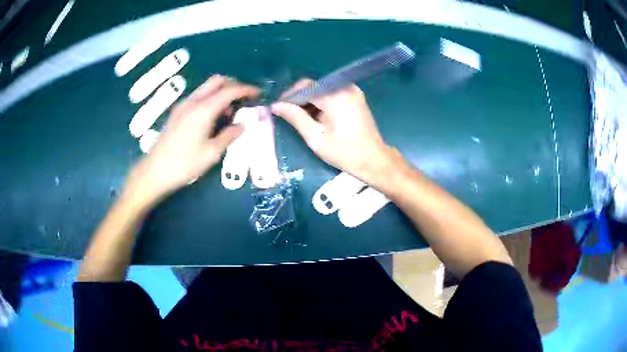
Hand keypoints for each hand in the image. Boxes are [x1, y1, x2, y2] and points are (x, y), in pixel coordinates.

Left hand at [124, 75, 258, 209]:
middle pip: (216, 81)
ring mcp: (183, 106)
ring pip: (206, 88)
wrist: (155, 171)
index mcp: (203, 110)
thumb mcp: (211, 153)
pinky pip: (198, 97)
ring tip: (230, 112)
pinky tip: (213, 117)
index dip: (246, 90)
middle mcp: (192, 102)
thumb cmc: (184, 164)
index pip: (229, 91)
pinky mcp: (177, 113)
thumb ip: (229, 136)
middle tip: (244, 98)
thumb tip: (242, 126)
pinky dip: (210, 100)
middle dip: (233, 85)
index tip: (258, 94)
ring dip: (221, 93)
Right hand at [272, 79, 400, 185]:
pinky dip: (321, 100)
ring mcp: (352, 90)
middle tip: (288, 113)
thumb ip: (295, 118)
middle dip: (299, 97)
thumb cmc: (344, 152)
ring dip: (310, 99)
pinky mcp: (355, 96)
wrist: (374, 159)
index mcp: (335, 97)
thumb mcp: (316, 137)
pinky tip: (316, 115)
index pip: (305, 86)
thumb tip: (276, 105)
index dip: (289, 95)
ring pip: (322, 88)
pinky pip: (332, 92)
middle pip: (314, 85)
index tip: (278, 107)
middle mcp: (344, 88)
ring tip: (301, 117)